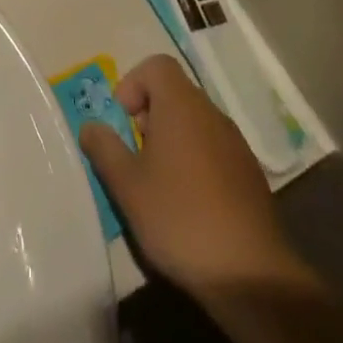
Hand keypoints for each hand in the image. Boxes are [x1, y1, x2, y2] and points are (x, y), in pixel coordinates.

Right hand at [81, 55, 319, 299]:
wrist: (251, 276)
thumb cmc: (179, 218)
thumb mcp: (126, 186)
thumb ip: (104, 148)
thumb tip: (91, 126)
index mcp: (181, 106)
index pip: (157, 65)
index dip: (133, 84)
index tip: (123, 123)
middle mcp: (211, 114)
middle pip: (174, 94)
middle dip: (149, 117)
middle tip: (136, 157)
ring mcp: (236, 145)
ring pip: (194, 124)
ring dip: (172, 142)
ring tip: (159, 185)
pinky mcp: (250, 175)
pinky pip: (214, 150)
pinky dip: (195, 163)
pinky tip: (189, 205)